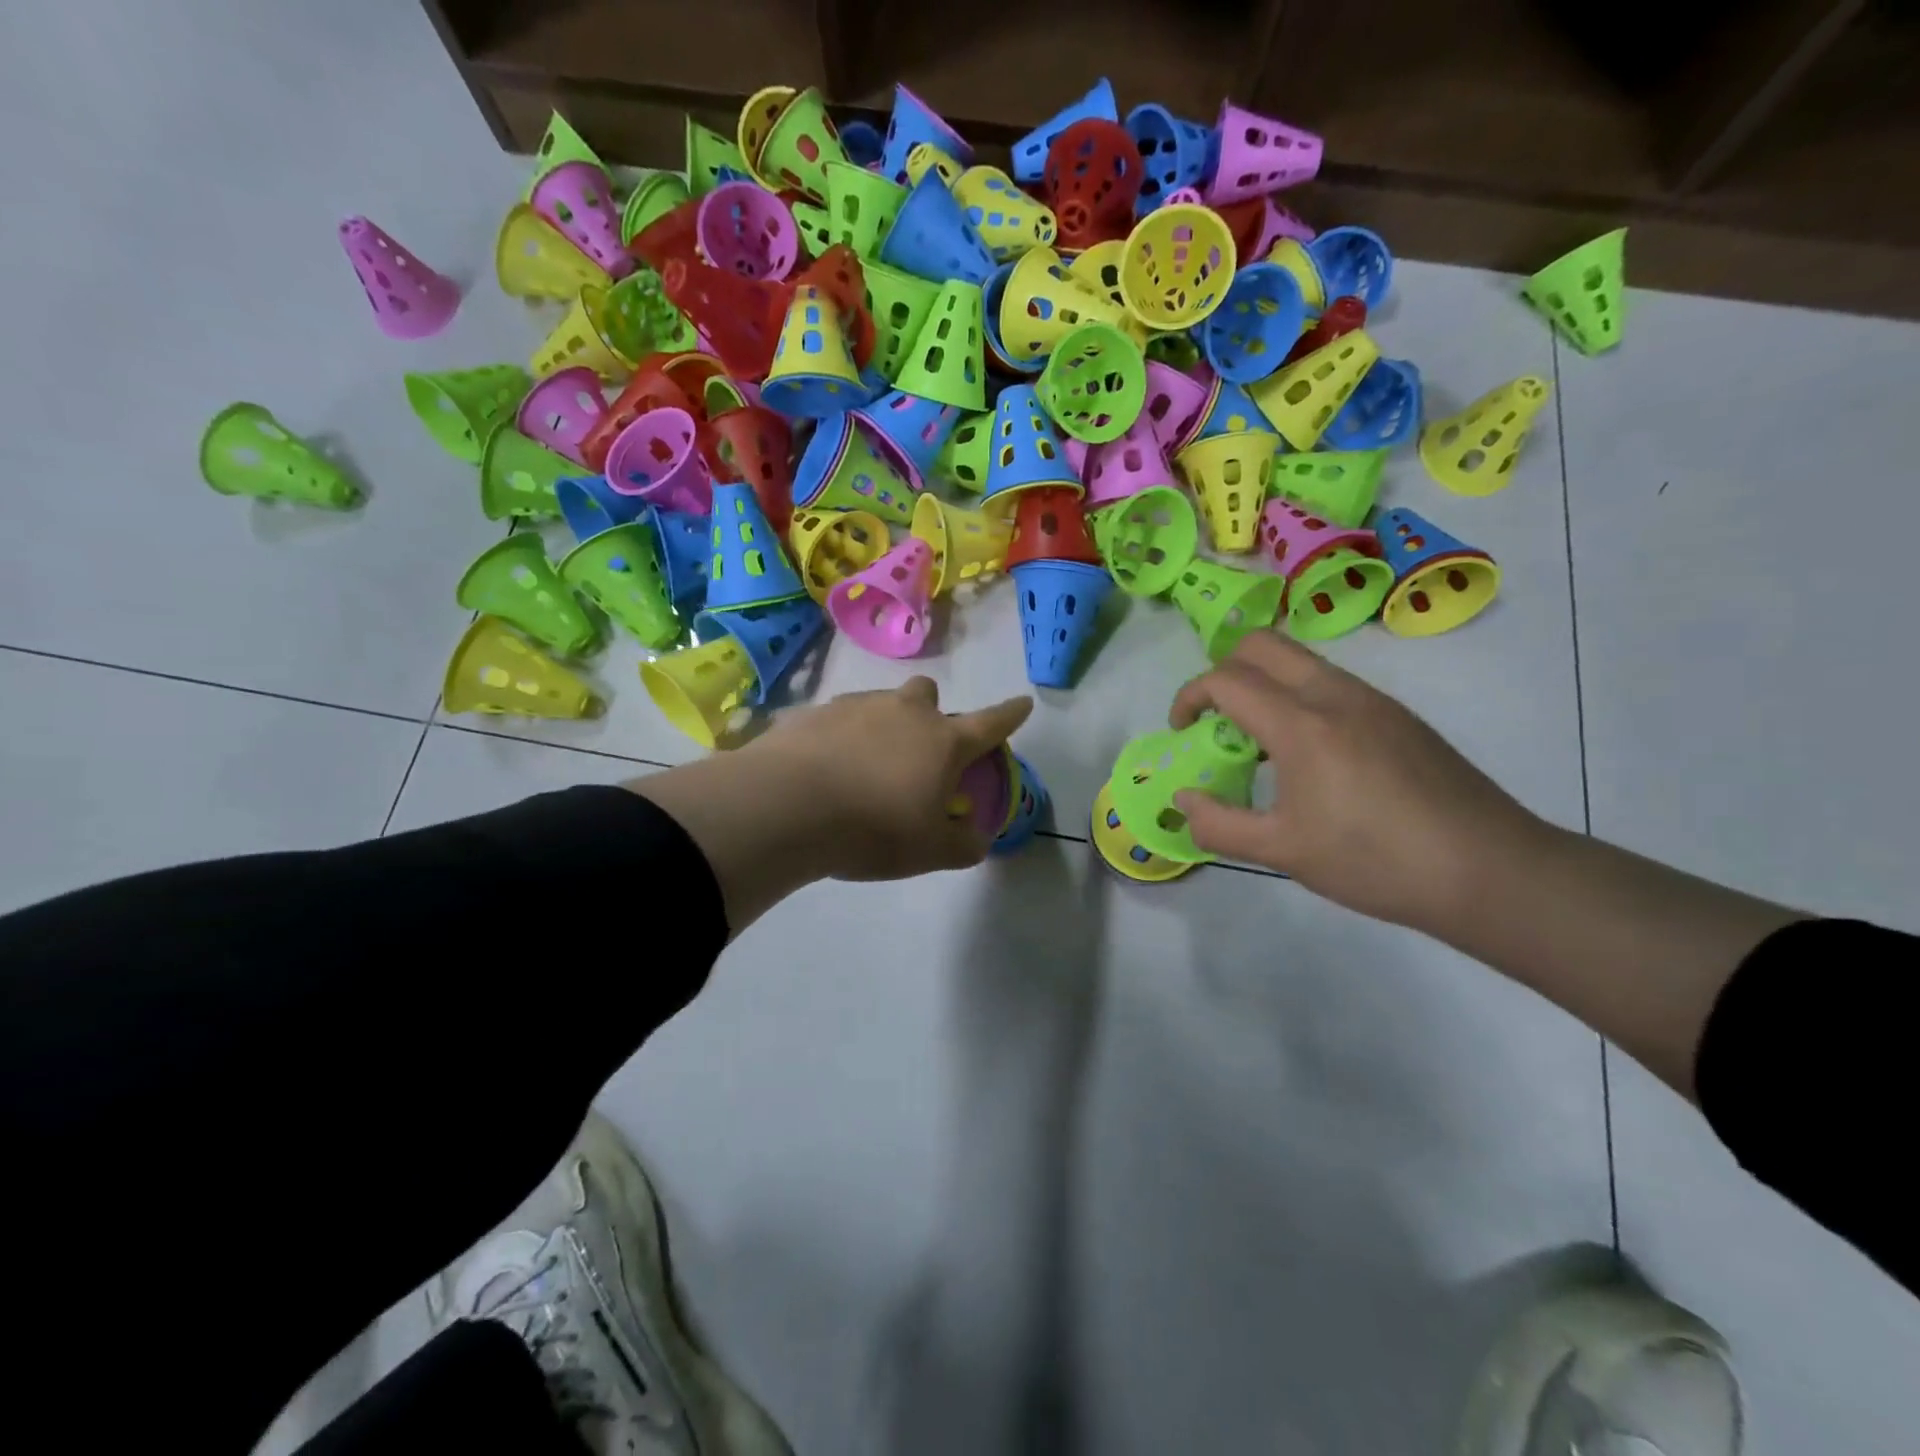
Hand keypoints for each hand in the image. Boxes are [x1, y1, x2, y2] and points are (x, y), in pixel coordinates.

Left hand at [742, 677, 1033, 880]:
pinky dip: (840, 738)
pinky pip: (838, 719)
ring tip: (864, 767)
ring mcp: (857, 706)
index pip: (990, 724)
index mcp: (942, 742)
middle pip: (928, 694)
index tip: (1023, 703)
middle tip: (917, 750)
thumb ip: (963, 844)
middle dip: (929, 713)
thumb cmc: (873, 829)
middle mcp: (905, 713)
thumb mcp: (929, 851)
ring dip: (882, 725)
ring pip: (881, 703)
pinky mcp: (815, 713)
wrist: (788, 806)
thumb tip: (976, 836)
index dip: (1010, 715)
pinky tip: (826, 769)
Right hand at [1168, 634, 1545, 931]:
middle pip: (1262, 645)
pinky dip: (1298, 699)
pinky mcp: (1399, 716)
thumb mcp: (1282, 852)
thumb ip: (1218, 824)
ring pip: (1300, 662)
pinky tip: (1310, 759)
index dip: (1189, 697)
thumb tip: (1183, 799)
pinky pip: (1331, 684)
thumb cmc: (1374, 861)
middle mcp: (1335, 694)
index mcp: (1301, 724)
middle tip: (1215, 720)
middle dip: (1222, 671)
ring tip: (1260, 746)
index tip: (1181, 731)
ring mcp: (1373, 700)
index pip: (1225, 679)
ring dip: (1263, 685)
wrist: (1489, 870)